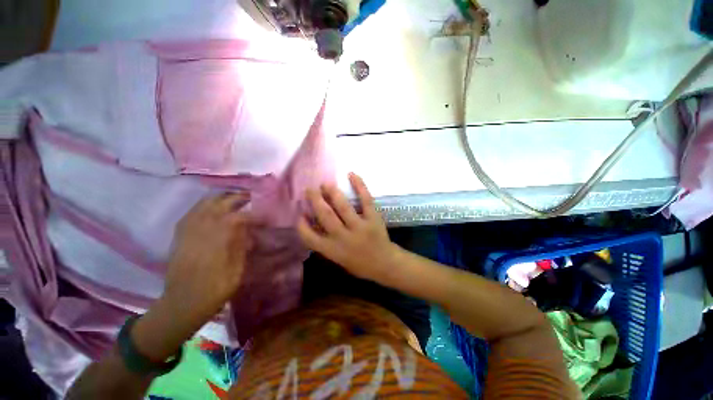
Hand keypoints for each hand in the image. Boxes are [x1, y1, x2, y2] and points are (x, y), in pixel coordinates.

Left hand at [132, 193, 253, 361]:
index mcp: (217, 243)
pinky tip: (209, 207)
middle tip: (249, 197)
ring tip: (231, 197)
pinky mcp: (179, 237)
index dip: (252, 215)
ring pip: (202, 207)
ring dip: (219, 199)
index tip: (263, 216)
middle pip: (218, 206)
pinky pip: (190, 215)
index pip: (236, 219)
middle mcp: (201, 233)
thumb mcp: (236, 272)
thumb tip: (247, 230)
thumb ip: (241, 247)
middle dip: (236, 199)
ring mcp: (187, 234)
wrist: (182, 304)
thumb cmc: (214, 291)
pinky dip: (202, 207)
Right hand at [298, 173, 399, 283]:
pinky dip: (359, 185)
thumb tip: (315, 223)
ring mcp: (359, 227)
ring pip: (343, 206)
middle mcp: (343, 237)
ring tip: (325, 184)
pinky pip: (366, 200)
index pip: (309, 237)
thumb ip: (326, 243)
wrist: (384, 264)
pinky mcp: (373, 218)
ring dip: (332, 192)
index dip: (302, 225)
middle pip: (325, 215)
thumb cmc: (359, 263)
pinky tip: (352, 174)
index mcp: (332, 250)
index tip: (300, 213)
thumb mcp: (338, 258)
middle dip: (315, 200)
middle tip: (310, 190)